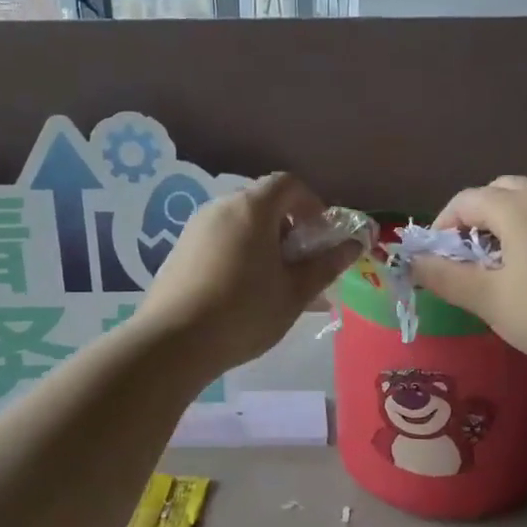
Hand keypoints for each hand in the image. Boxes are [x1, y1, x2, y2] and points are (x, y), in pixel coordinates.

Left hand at [137, 173, 360, 377]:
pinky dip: (239, 254)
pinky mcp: (179, 251)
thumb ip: (325, 265)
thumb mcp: (294, 293)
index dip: (312, 204)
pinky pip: (220, 241)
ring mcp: (195, 228)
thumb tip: (353, 245)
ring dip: (264, 244)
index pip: (288, 184)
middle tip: (300, 265)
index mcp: (252, 209)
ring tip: (274, 285)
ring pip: (240, 224)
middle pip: (263, 203)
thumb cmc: (244, 313)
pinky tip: (243, 293)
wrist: (173, 343)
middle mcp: (220, 207)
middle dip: (289, 228)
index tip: (321, 237)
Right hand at [410, 176, 526, 372]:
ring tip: (494, 261)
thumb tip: (412, 262)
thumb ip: (444, 277)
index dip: (442, 226)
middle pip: (497, 191)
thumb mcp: (487, 299)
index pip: (465, 200)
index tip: (436, 259)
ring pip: (525, 200)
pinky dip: (526, 228)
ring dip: (500, 221)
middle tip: (465, 255)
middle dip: (473, 217)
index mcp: (517, 207)